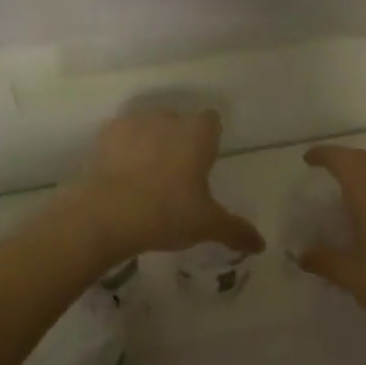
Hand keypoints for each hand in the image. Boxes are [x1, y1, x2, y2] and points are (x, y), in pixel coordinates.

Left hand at [58, 109, 264, 260]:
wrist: (106, 214)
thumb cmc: (167, 213)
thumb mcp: (207, 225)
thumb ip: (236, 230)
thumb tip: (261, 245)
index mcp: (197, 134)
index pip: (211, 121)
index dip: (209, 138)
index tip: (205, 161)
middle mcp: (168, 120)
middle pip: (179, 122)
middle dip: (179, 141)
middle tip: (177, 176)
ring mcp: (133, 124)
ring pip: (148, 127)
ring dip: (150, 143)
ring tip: (146, 177)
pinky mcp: (104, 136)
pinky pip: (120, 137)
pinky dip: (122, 151)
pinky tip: (121, 177)